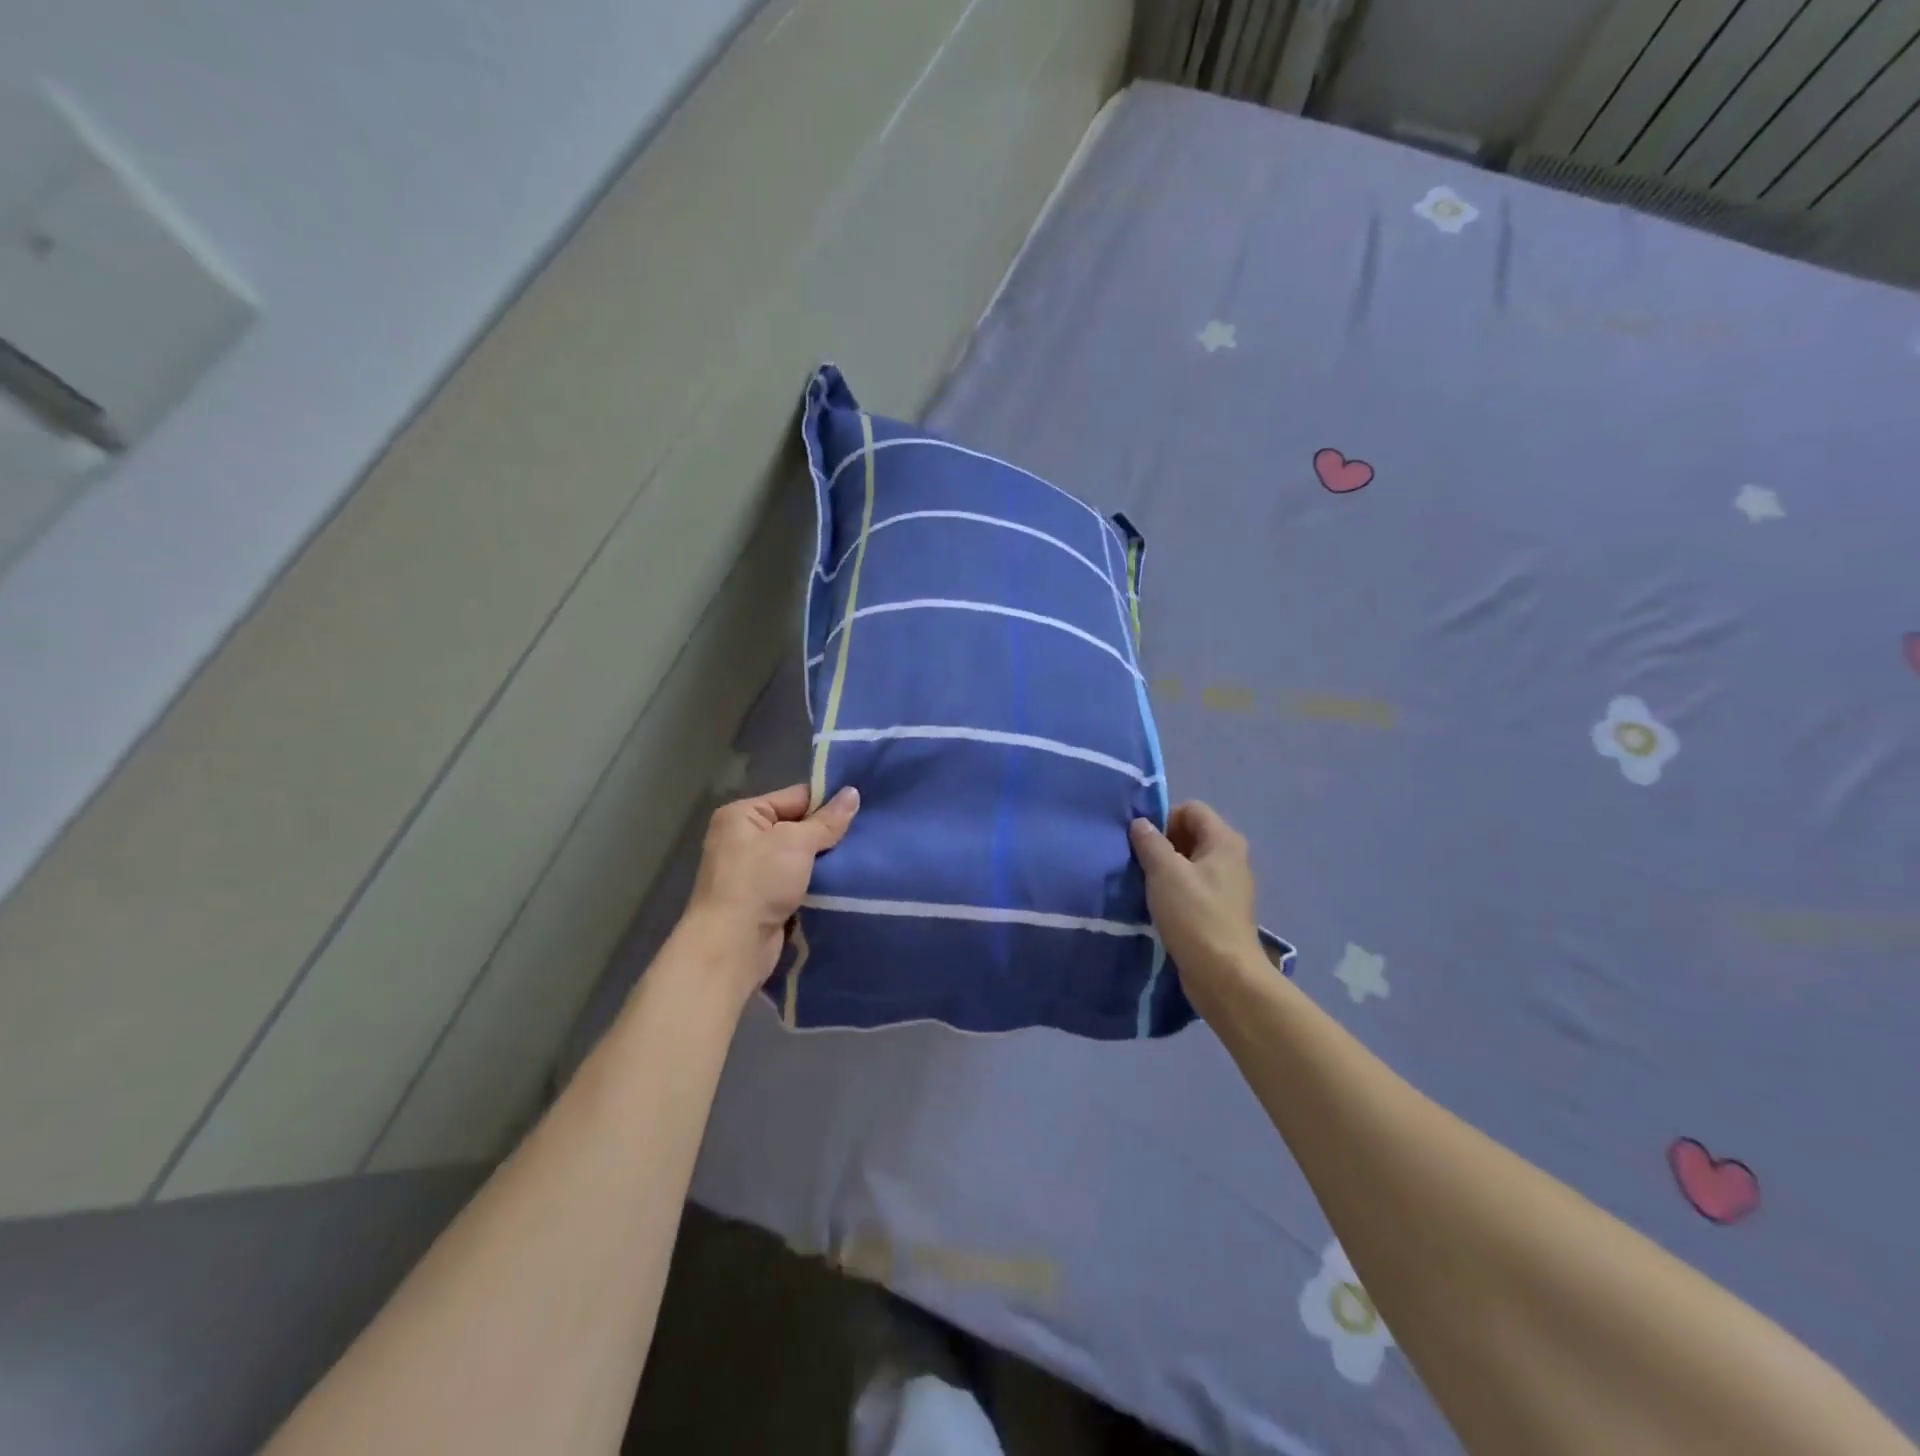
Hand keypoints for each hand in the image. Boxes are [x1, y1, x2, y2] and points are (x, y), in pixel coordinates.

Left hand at [680, 783, 859, 999]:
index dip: (828, 803)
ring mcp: (753, 872)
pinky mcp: (764, 900)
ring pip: (801, 857)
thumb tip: (853, 793)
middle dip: (829, 834)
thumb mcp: (796, 842)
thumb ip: (827, 820)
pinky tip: (845, 881)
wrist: (733, 946)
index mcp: (742, 815)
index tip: (862, 808)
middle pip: (798, 827)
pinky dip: (817, 883)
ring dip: (826, 861)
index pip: (795, 797)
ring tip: (862, 856)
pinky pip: (798, 882)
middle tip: (867, 834)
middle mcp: (743, 839)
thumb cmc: (759, 882)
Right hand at [1129, 802, 1265, 1012]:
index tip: (1143, 843)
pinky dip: (1174, 890)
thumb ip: (1150, 842)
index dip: (1164, 818)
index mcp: (1224, 841)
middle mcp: (1231, 858)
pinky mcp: (1220, 910)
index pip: (1191, 809)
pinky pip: (1193, 887)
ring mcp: (1228, 886)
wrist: (1224, 975)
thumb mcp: (1165, 872)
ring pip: (1190, 862)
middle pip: (1191, 834)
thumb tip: (1140, 823)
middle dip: (1162, 843)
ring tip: (1145, 886)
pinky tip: (1158, 906)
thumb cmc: (1195, 915)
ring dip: (1165, 869)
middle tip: (1140, 863)